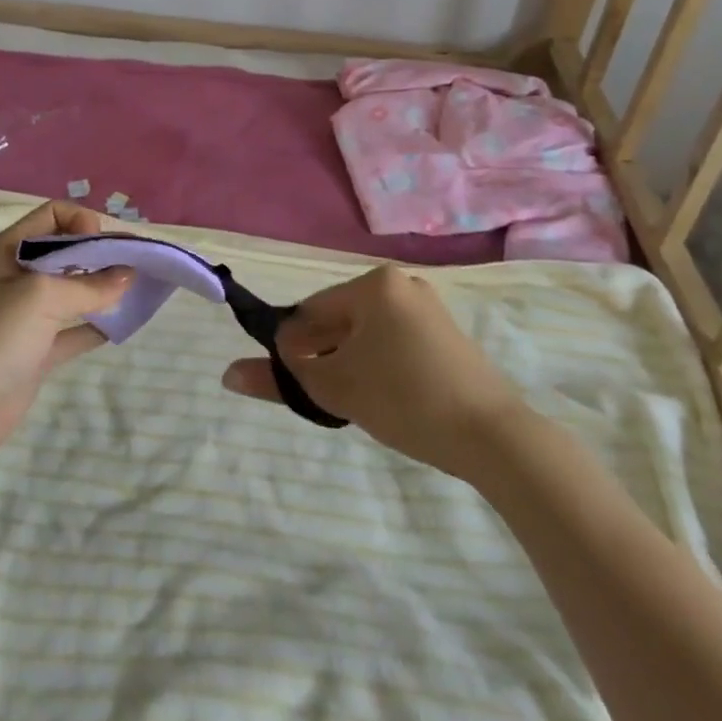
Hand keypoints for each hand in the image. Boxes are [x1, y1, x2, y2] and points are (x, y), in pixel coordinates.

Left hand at [0, 201, 128, 484]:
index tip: (105, 246)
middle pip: (65, 251)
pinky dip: (97, 325)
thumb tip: (128, 275)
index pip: (52, 215)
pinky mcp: (35, 351)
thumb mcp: (41, 298)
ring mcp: (25, 316)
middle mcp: (15, 276)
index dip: (82, 222)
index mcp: (8, 250)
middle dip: (101, 253)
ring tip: (139, 289)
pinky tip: (124, 325)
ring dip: (103, 288)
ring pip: (72, 291)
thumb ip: (88, 285)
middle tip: (137, 264)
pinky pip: (73, 329)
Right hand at [221, 264, 521, 477]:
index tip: (297, 385)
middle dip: (325, 356)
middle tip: (327, 398)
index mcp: (374, 284)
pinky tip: (386, 397)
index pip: (312, 312)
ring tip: (356, 402)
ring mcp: (428, 308)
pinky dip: (380, 364)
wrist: (494, 436)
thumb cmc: (405, 399)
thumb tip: (227, 374)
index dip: (295, 350)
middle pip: (340, 319)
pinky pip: (395, 341)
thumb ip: (279, 379)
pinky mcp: (447, 334)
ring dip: (351, 362)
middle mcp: (401, 284)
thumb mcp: (335, 389)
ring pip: (367, 333)